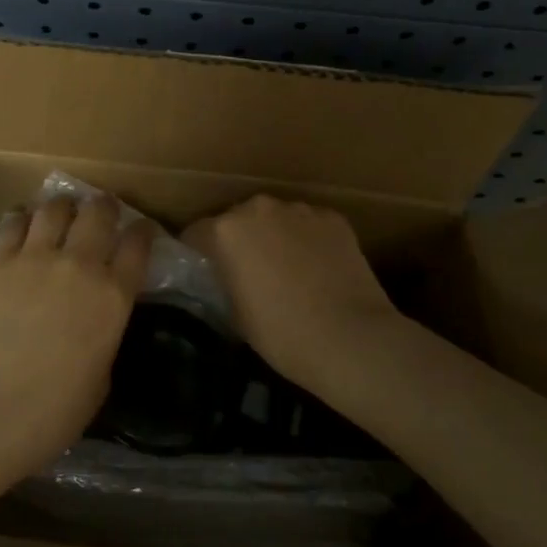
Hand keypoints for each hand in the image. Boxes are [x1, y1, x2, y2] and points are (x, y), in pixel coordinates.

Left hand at [0, 196, 152, 470]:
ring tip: (61, 212)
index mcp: (114, 297)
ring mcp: (35, 258)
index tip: (141, 230)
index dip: (142, 232)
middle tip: (101, 212)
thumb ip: (104, 335)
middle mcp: (80, 265)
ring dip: (64, 206)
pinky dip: (23, 219)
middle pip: (99, 212)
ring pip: (55, 207)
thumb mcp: (101, 378)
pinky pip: (13, 222)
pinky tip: (23, 225)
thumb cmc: (52, 412)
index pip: (138, 245)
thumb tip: (96, 320)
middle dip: (104, 207)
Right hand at [183, 196, 402, 397]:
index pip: (195, 233)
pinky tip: (317, 268)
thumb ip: (223, 282)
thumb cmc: (281, 333)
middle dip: (237, 240)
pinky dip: (307, 239)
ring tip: (285, 269)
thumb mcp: (234, 313)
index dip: (196, 254)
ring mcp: (300, 210)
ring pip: (275, 218)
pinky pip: (308, 225)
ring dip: (273, 236)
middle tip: (245, 271)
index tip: (202, 273)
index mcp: (225, 230)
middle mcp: (259, 208)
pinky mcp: (334, 219)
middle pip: (237, 219)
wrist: (351, 339)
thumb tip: (224, 277)